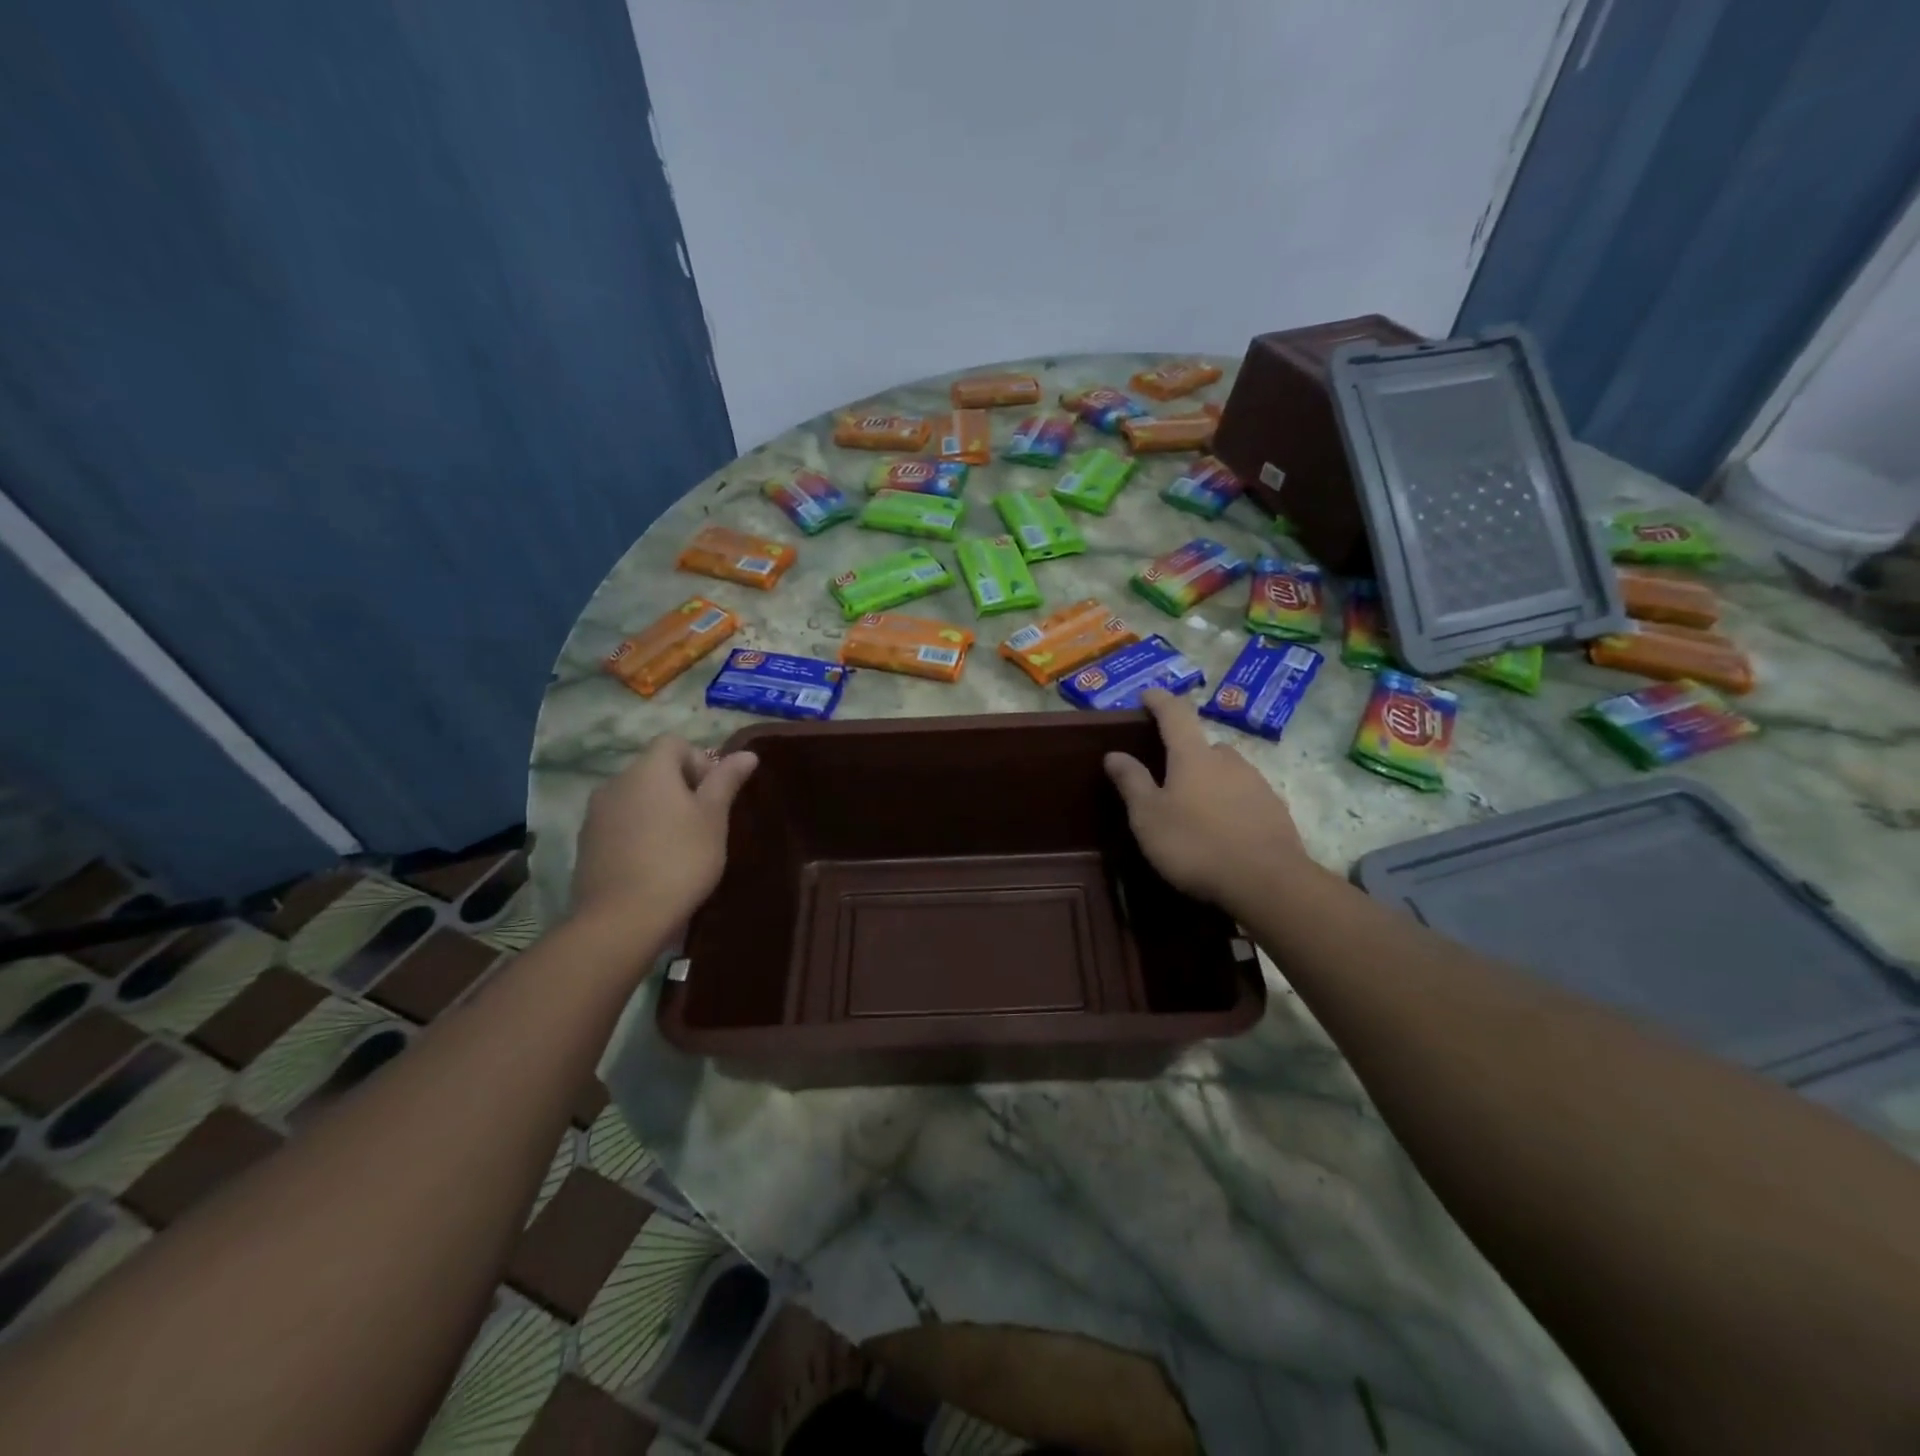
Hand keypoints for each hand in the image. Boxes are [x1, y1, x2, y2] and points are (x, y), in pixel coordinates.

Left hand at [570, 735, 757, 937]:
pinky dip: (638, 833)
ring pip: (636, 798)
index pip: (674, 743)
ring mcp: (595, 814)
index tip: (713, 795)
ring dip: (658, 811)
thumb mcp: (714, 819)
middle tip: (704, 824)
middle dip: (681, 788)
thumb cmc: (680, 859)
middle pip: (654, 770)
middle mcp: (616, 782)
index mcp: (648, 770)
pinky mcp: (586, 844)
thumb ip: (726, 781)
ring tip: (679, 846)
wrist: (622, 918)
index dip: (699, 761)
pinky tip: (653, 864)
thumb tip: (747, 754)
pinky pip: (619, 824)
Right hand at [1104, 689, 1312, 909]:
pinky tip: (1223, 829)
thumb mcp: (1149, 817)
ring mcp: (1257, 783)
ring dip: (1210, 780)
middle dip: (1186, 754)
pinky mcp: (1275, 809)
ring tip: (1195, 809)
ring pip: (1226, 771)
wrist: (1267, 882)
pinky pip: (1245, 795)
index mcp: (1193, 756)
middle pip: (1203, 745)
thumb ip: (1131, 782)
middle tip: (1168, 776)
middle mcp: (1228, 760)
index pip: (1175, 714)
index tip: (1147, 695)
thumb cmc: (1195, 844)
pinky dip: (1230, 803)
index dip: (1159, 701)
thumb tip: (1114, 754)